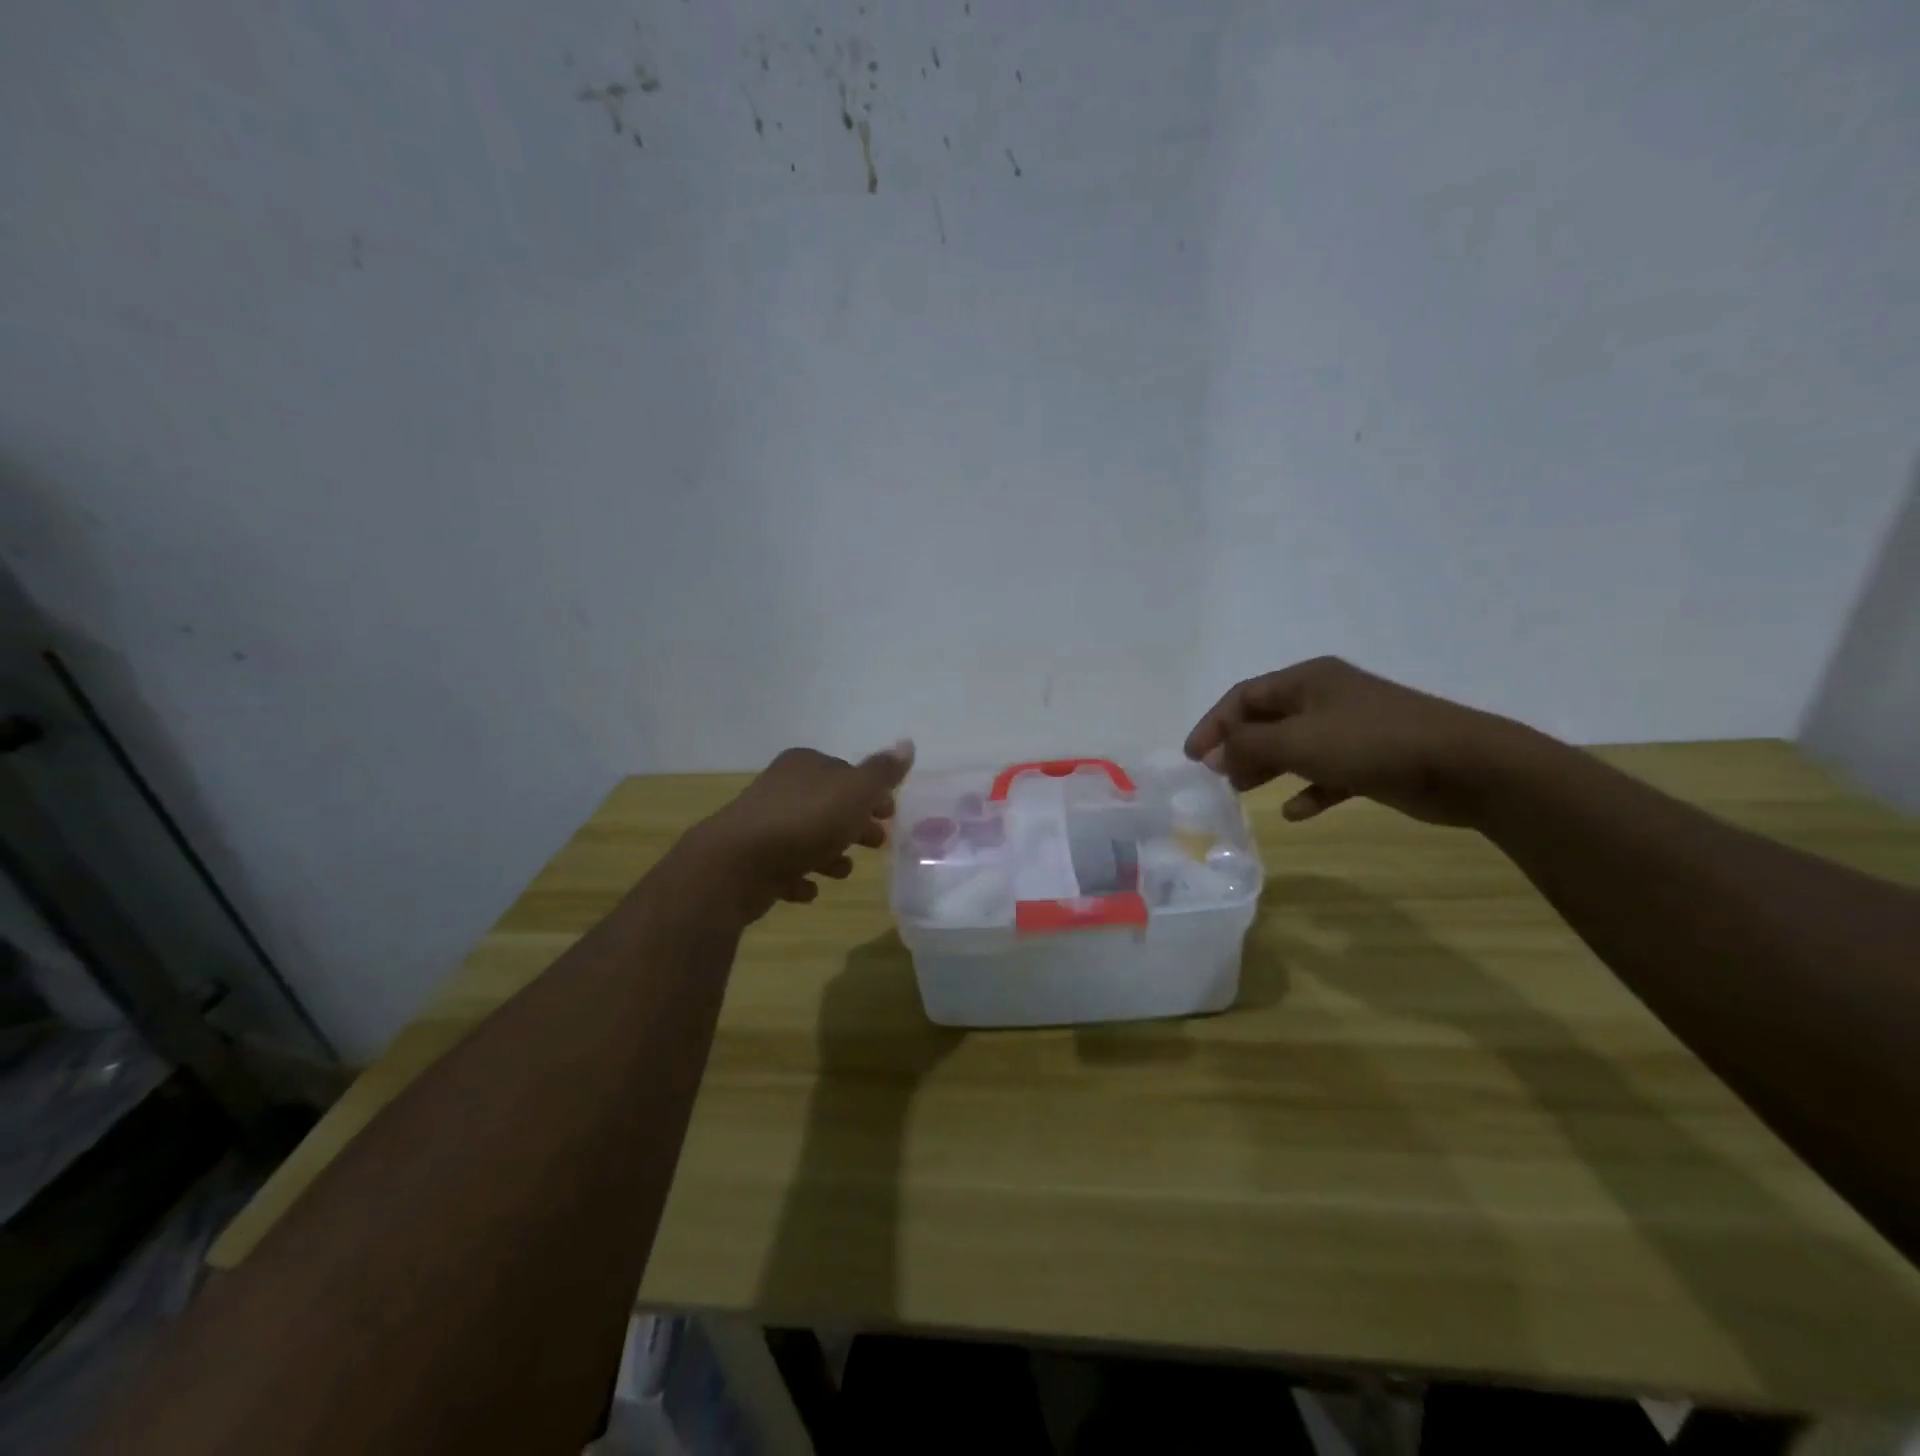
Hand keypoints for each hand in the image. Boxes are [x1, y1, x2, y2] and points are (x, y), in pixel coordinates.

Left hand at [686, 742, 914, 921]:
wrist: (736, 864)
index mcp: (806, 765)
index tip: (890, 814)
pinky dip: (799, 876)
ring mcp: (763, 823)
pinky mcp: (751, 859)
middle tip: (878, 843)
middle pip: (828, 805)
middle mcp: (782, 787)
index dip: (872, 793)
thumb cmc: (805, 822)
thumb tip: (907, 744)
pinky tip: (809, 890)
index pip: (846, 773)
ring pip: (806, 836)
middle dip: (854, 824)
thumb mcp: (855, 792)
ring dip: (828, 852)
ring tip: (844, 872)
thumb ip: (882, 772)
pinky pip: (783, 866)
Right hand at [1184, 657, 1528, 826]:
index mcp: (1308, 680)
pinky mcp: (1372, 760)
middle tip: (1216, 777)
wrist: (1466, 765)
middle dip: (1238, 747)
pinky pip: (1327, 773)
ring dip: (1266, 767)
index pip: (1244, 696)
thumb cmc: (1371, 742)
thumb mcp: (1298, 740)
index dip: (1214, 724)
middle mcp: (1327, 698)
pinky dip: (1308, 790)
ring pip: (1294, 746)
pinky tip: (1295, 813)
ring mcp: (1352, 729)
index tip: (1193, 757)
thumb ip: (1248, 744)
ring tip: (1242, 791)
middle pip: (1267, 719)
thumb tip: (1214, 755)